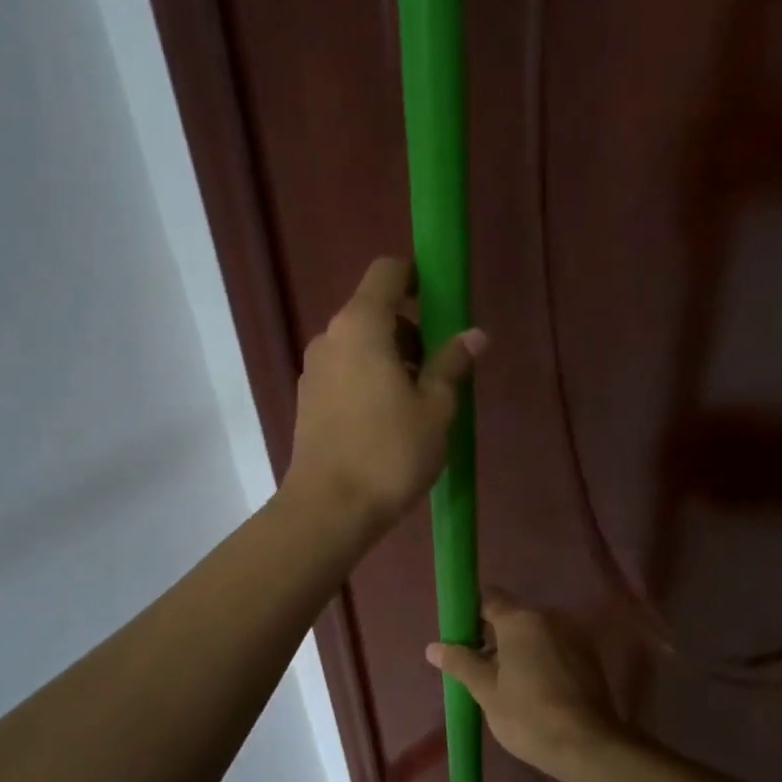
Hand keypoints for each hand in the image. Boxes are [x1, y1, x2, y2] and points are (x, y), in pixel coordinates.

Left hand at [283, 257, 485, 534]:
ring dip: (390, 359)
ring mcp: (313, 370)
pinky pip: (345, 372)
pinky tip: (387, 422)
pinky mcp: (307, 400)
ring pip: (359, 346)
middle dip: (410, 330)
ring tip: (417, 404)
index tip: (442, 302)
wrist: (328, 509)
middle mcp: (330, 338)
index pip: (387, 272)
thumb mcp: (435, 409)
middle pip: (374, 311)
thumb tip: (474, 334)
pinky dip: (369, 380)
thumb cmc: (389, 453)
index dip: (416, 276)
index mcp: (361, 326)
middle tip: (438, 371)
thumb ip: (452, 364)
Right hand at [424, 591, 640, 781]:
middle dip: (494, 637)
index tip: (461, 639)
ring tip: (507, 686)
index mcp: (520, 620)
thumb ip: (461, 662)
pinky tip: (535, 692)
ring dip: (520, 651)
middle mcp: (549, 617)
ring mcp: (574, 636)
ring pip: (536, 634)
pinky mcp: (590, 657)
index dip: (471, 615)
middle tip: (480, 671)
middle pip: (513, 617)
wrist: (588, 747)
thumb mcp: (486, 691)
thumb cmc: (528, 715)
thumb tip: (433, 647)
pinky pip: (555, 648)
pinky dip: (542, 661)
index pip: (489, 599)